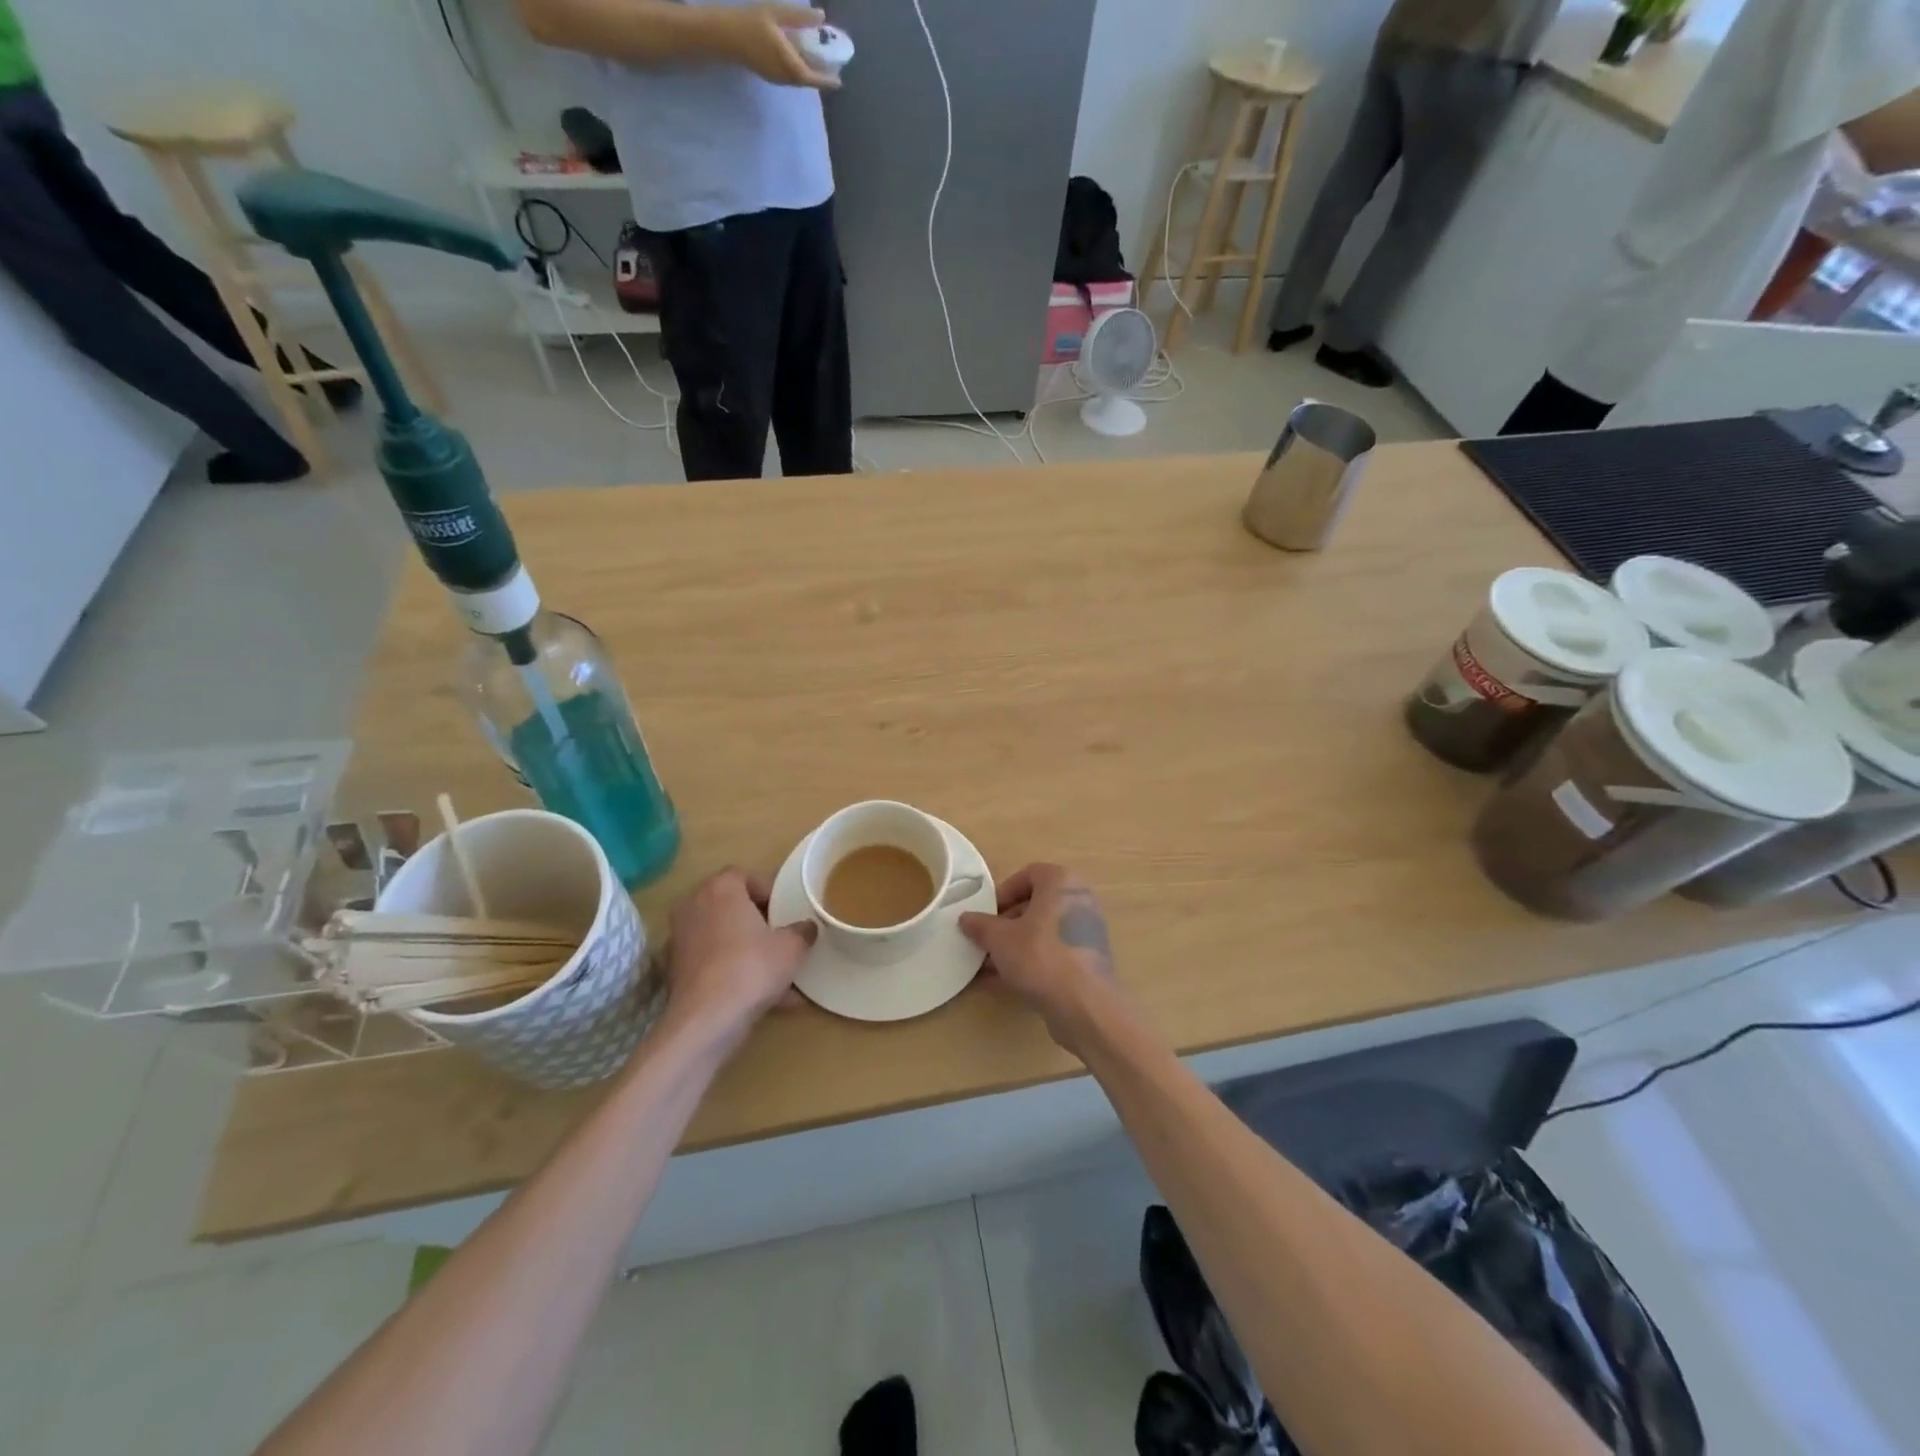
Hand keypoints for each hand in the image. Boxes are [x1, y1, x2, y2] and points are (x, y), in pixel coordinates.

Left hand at [661, 867, 815, 1050]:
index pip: (744, 876)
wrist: (706, 1020)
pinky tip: (761, 998)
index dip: (768, 892)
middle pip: (730, 905)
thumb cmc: (752, 968)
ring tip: (776, 975)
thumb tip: (806, 928)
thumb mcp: (792, 948)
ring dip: (746, 949)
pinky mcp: (675, 969)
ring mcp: (680, 938)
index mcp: (721, 889)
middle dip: (756, 921)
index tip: (785, 912)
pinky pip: (713, 962)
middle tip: (780, 937)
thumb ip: (802, 931)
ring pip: (722, 937)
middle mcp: (694, 905)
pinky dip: (733, 972)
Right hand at [713, 5, 839, 87]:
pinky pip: (790, 77)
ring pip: (798, 81)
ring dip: (809, 75)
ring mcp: (777, 79)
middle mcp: (785, 77)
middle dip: (820, 77)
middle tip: (831, 69)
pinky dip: (799, 71)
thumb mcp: (777, 14)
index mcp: (789, 65)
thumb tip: (821, 17)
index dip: (827, 80)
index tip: (839, 82)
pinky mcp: (770, 75)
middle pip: (807, 81)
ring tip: (819, 65)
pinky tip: (800, 61)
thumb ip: (799, 18)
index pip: (813, 78)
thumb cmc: (751, 23)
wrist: (726, 36)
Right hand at [959, 864, 1118, 1054]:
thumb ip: (980, 926)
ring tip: (987, 966)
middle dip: (1006, 924)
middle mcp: (1078, 901)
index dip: (1003, 892)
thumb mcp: (1000, 939)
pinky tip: (1002, 985)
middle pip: (1036, 905)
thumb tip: (965, 918)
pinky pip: (1052, 955)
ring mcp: (1086, 933)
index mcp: (1061, 883)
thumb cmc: (1040, 956)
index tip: (986, 913)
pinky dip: (1030, 964)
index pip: (1028, 874)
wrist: (1085, 1006)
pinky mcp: (1087, 962)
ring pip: (1042, 933)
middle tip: (985, 941)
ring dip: (1014, 947)